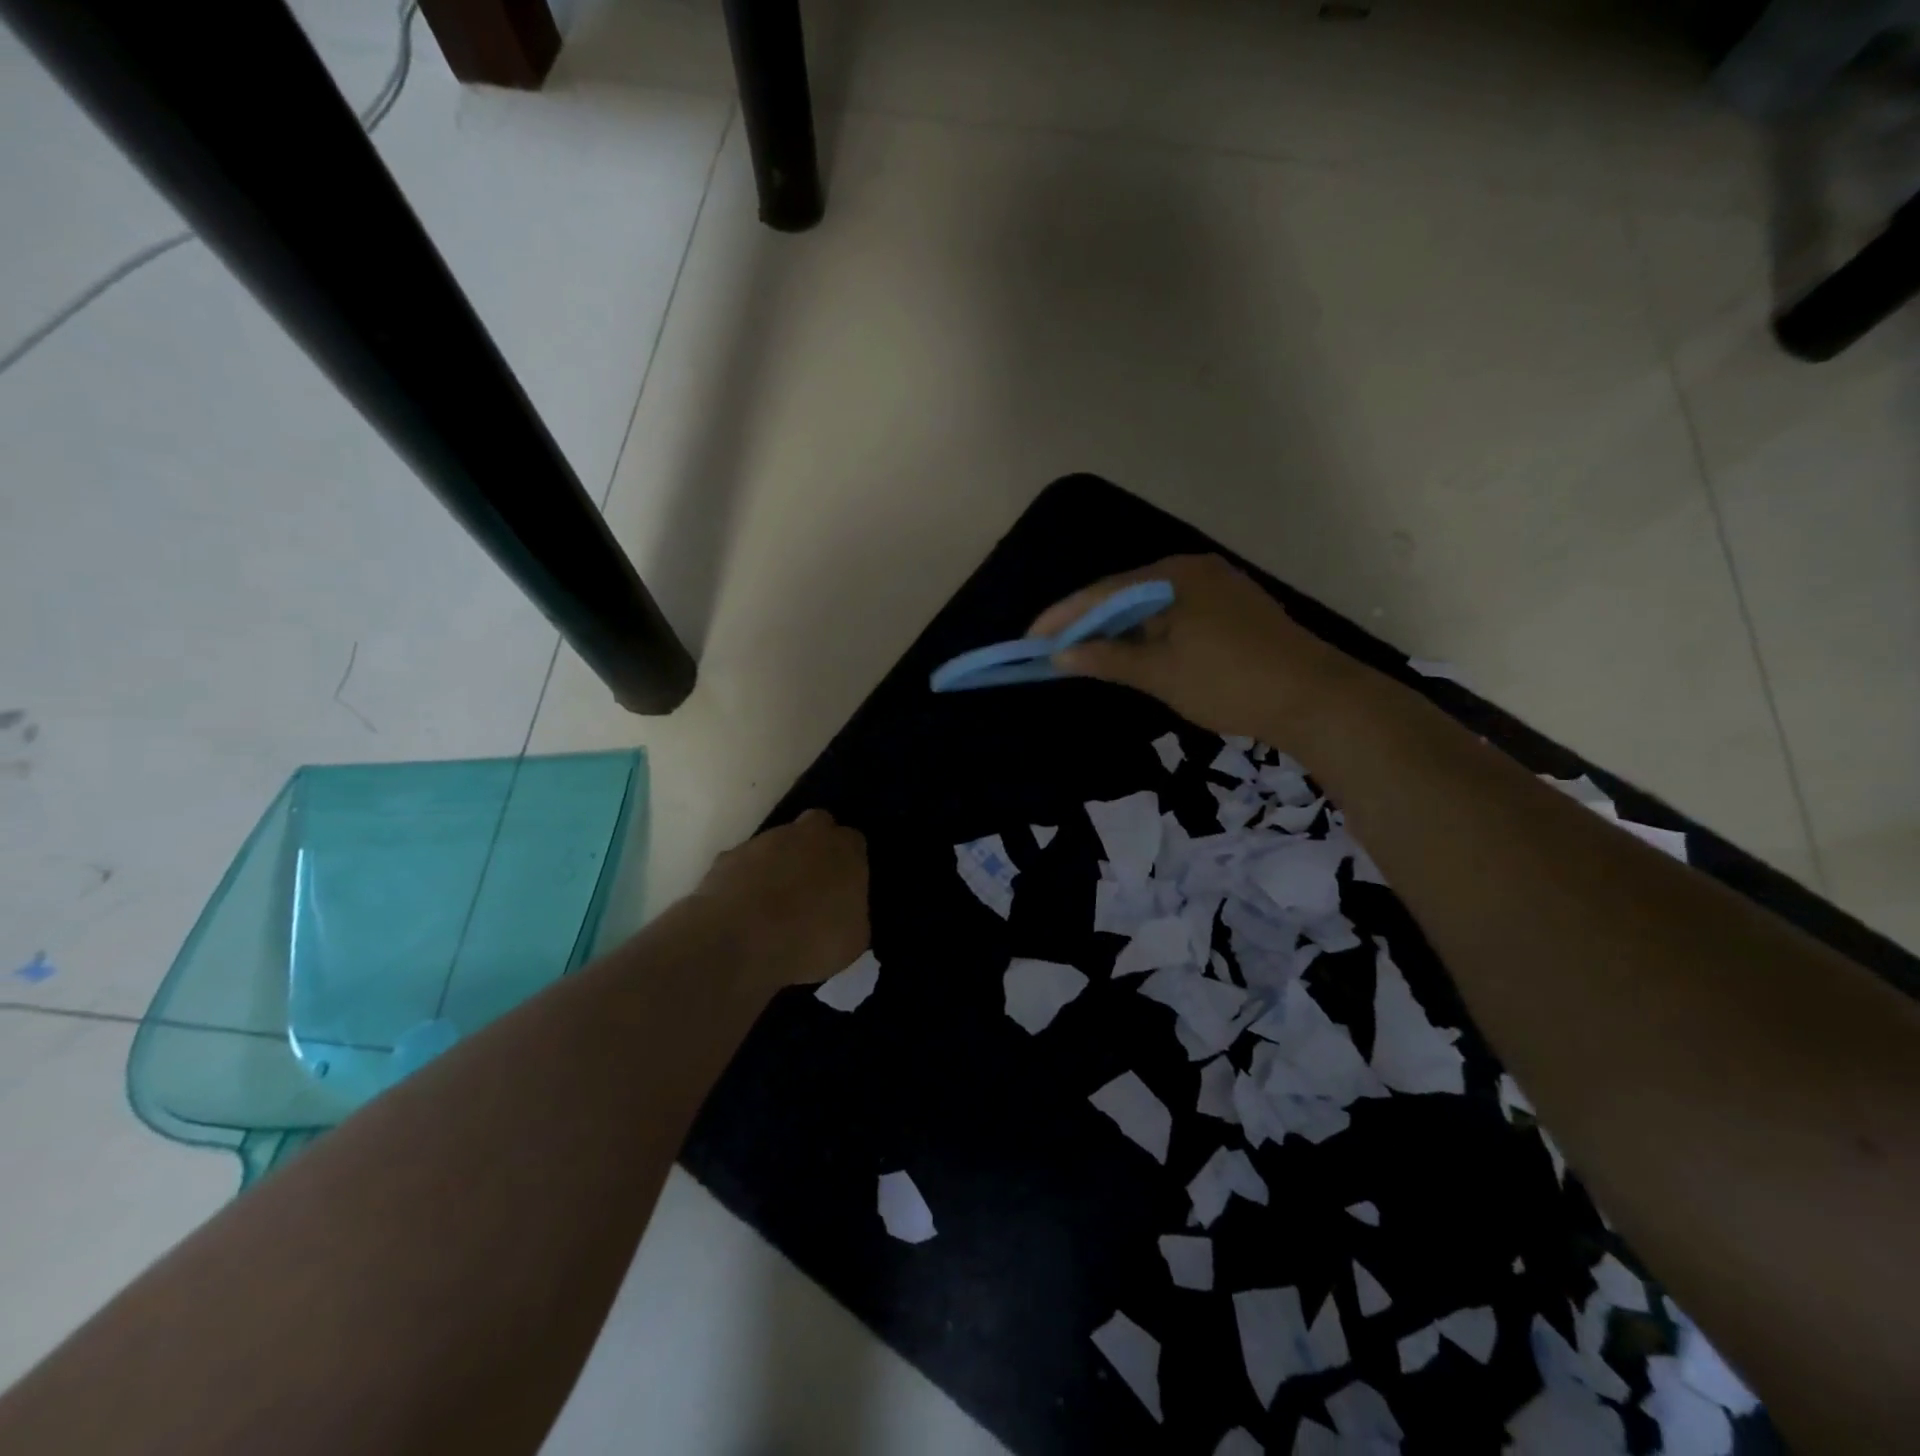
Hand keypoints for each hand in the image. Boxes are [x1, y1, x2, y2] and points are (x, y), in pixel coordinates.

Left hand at [693, 810, 869, 991]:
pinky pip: (744, 864)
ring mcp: (764, 842)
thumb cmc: (810, 942)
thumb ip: (854, 912)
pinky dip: (746, 880)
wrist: (740, 945)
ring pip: (777, 842)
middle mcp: (806, 835)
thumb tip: (846, 911)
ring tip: (774, 904)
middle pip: (817, 825)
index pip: (854, 842)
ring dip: (779, 864)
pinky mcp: (728, 858)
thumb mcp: (853, 939)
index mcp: (844, 851)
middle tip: (814, 883)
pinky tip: (744, 910)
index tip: (845, 886)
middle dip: (816, 846)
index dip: (849, 862)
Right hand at [1030, 554, 1353, 742]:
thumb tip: (1061, 654)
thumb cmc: (1230, 682)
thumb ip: (1108, 659)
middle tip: (1054, 648)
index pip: (1103, 593)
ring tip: (1086, 655)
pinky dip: (1148, 634)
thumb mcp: (1161, 673)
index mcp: (1174, 576)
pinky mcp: (1234, 610)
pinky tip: (1135, 654)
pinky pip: (1175, 615)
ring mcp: (1218, 588)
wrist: (1316, 698)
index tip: (1030, 639)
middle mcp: (1194, 570)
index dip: (1063, 617)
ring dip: (1118, 630)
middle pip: (1126, 594)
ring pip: (1151, 606)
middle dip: (1088, 622)